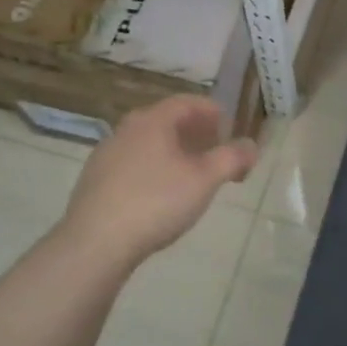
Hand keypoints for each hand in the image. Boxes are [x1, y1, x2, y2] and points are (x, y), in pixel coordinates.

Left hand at [57, 95, 257, 267]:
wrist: (95, 243)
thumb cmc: (156, 202)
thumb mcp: (204, 180)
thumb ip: (232, 158)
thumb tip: (251, 146)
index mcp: (153, 120)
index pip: (188, 102)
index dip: (213, 112)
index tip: (229, 129)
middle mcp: (127, 128)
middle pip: (168, 121)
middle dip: (196, 133)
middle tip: (215, 152)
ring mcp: (106, 153)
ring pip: (149, 143)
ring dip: (174, 152)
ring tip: (192, 176)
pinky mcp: (94, 180)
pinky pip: (133, 163)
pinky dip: (153, 168)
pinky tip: (160, 195)